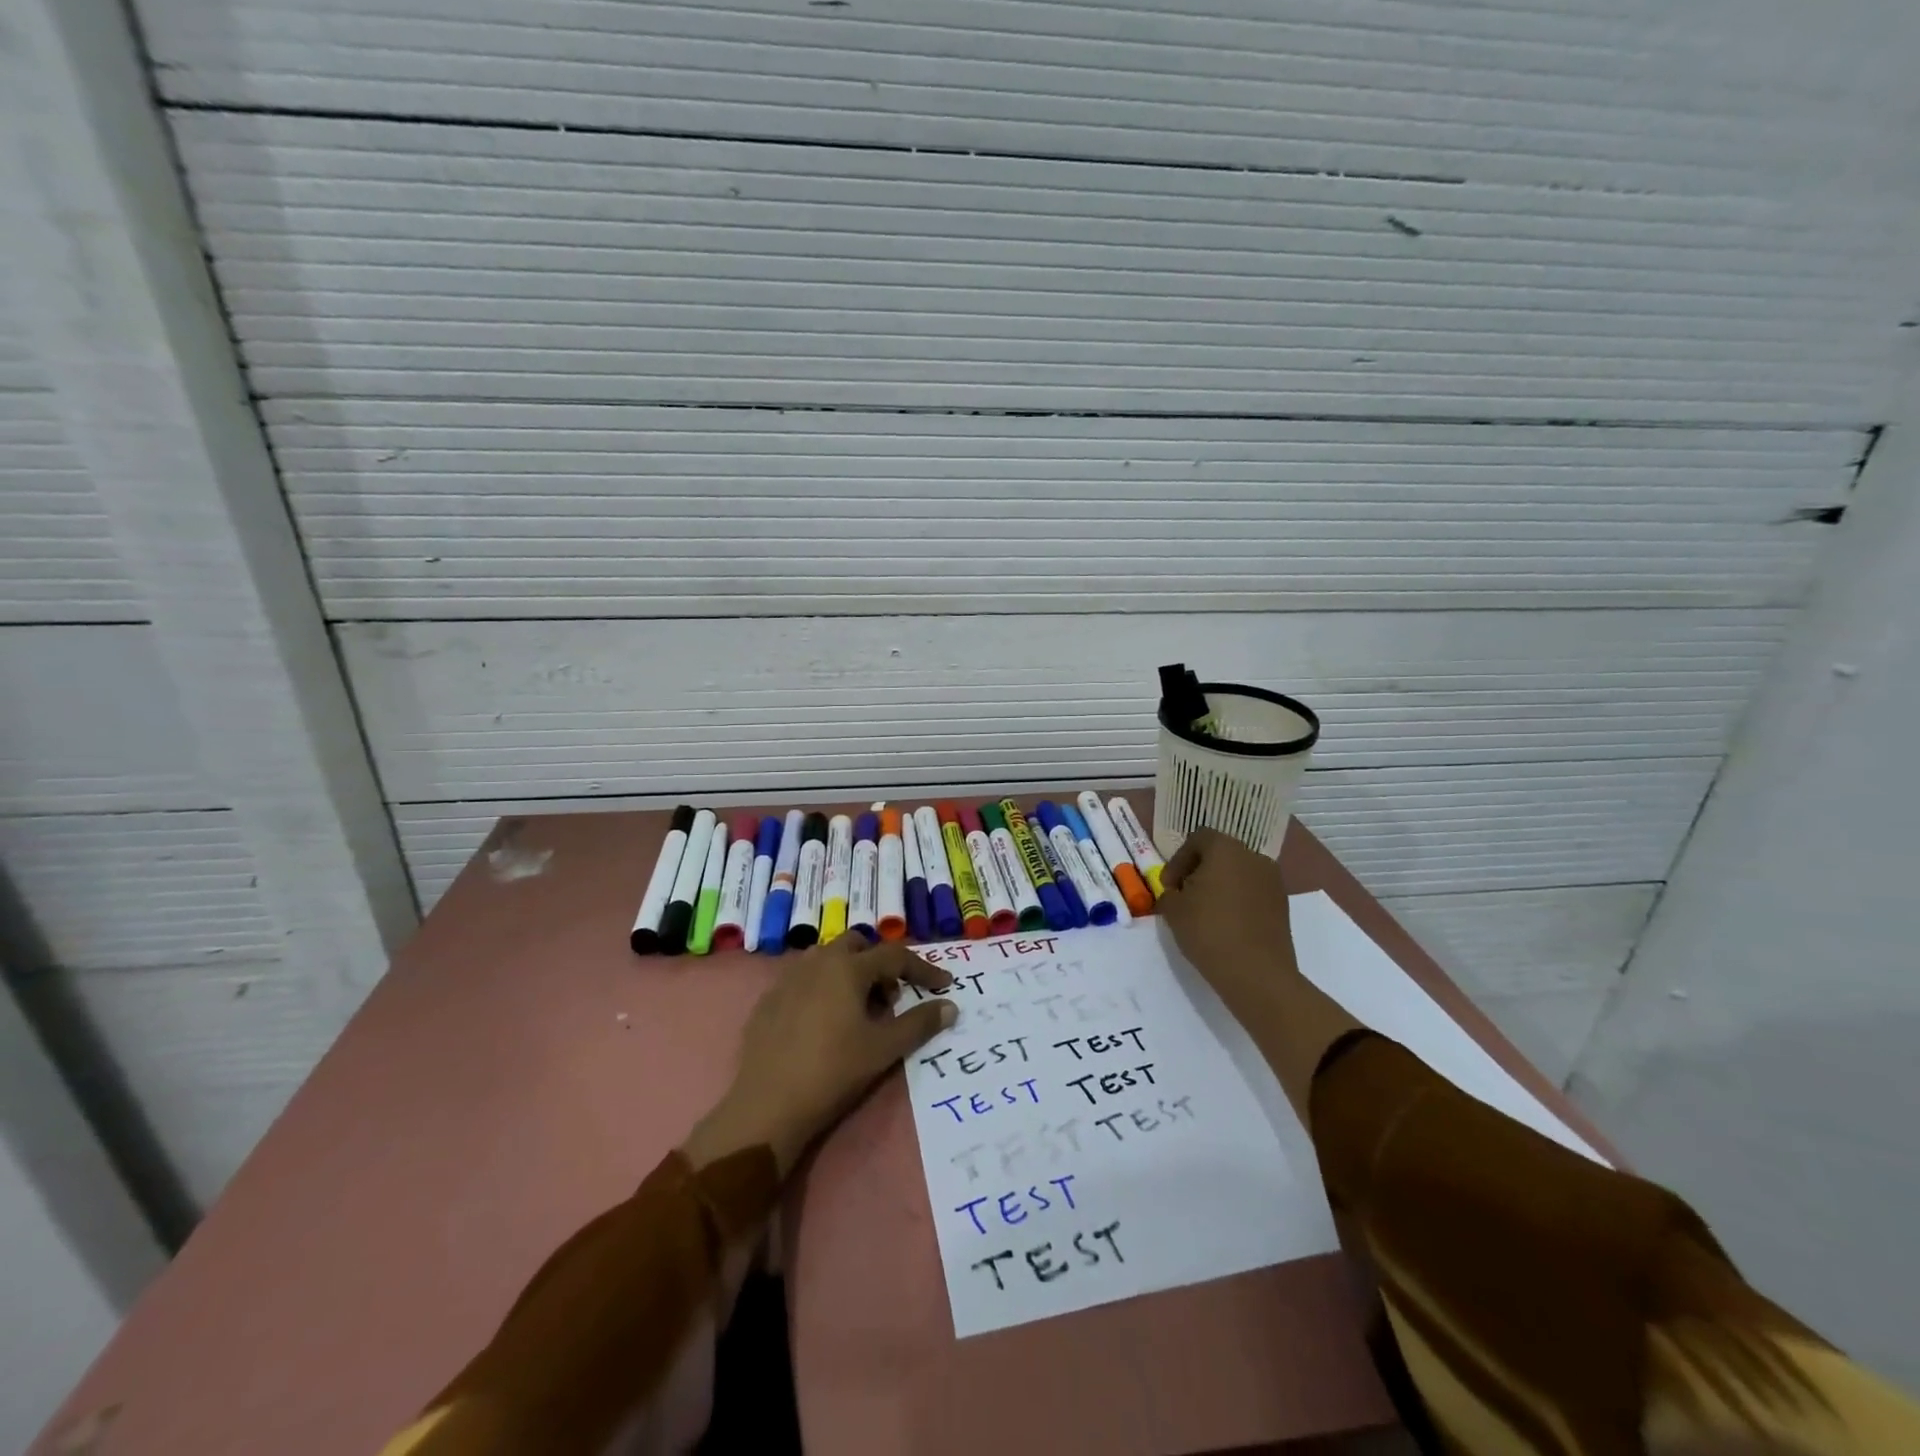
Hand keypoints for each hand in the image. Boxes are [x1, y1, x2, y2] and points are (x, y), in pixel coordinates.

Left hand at [685, 937, 955, 1175]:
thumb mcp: (883, 1049)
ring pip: (828, 959)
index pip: (895, 956)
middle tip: (891, 999)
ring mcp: (788, 978)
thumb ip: (919, 1023)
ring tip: (858, 1010)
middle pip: (857, 946)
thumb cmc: (833, 1071)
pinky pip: (804, 980)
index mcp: (848, 967)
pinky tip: (824, 1024)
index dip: (923, 969)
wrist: (768, 1105)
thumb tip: (950, 1007)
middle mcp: (817, 961)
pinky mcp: (769, 1000)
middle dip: (879, 964)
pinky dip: (824, 989)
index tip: (943, 984)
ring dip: (850, 973)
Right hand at [1158, 828, 1360, 1115]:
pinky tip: (1225, 926)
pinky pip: (1252, 893)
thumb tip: (1177, 892)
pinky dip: (1236, 901)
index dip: (1178, 860)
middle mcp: (1254, 857)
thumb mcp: (1173, 909)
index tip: (1168, 887)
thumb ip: (1169, 892)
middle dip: (1198, 872)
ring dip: (1218, 887)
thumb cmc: (1209, 932)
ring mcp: (1273, 882)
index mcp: (1226, 849)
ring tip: (1203, 914)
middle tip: (1183, 898)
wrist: (1257, 975)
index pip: (1197, 839)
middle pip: (1220, 854)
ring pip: (1238, 874)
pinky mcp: (1283, 905)